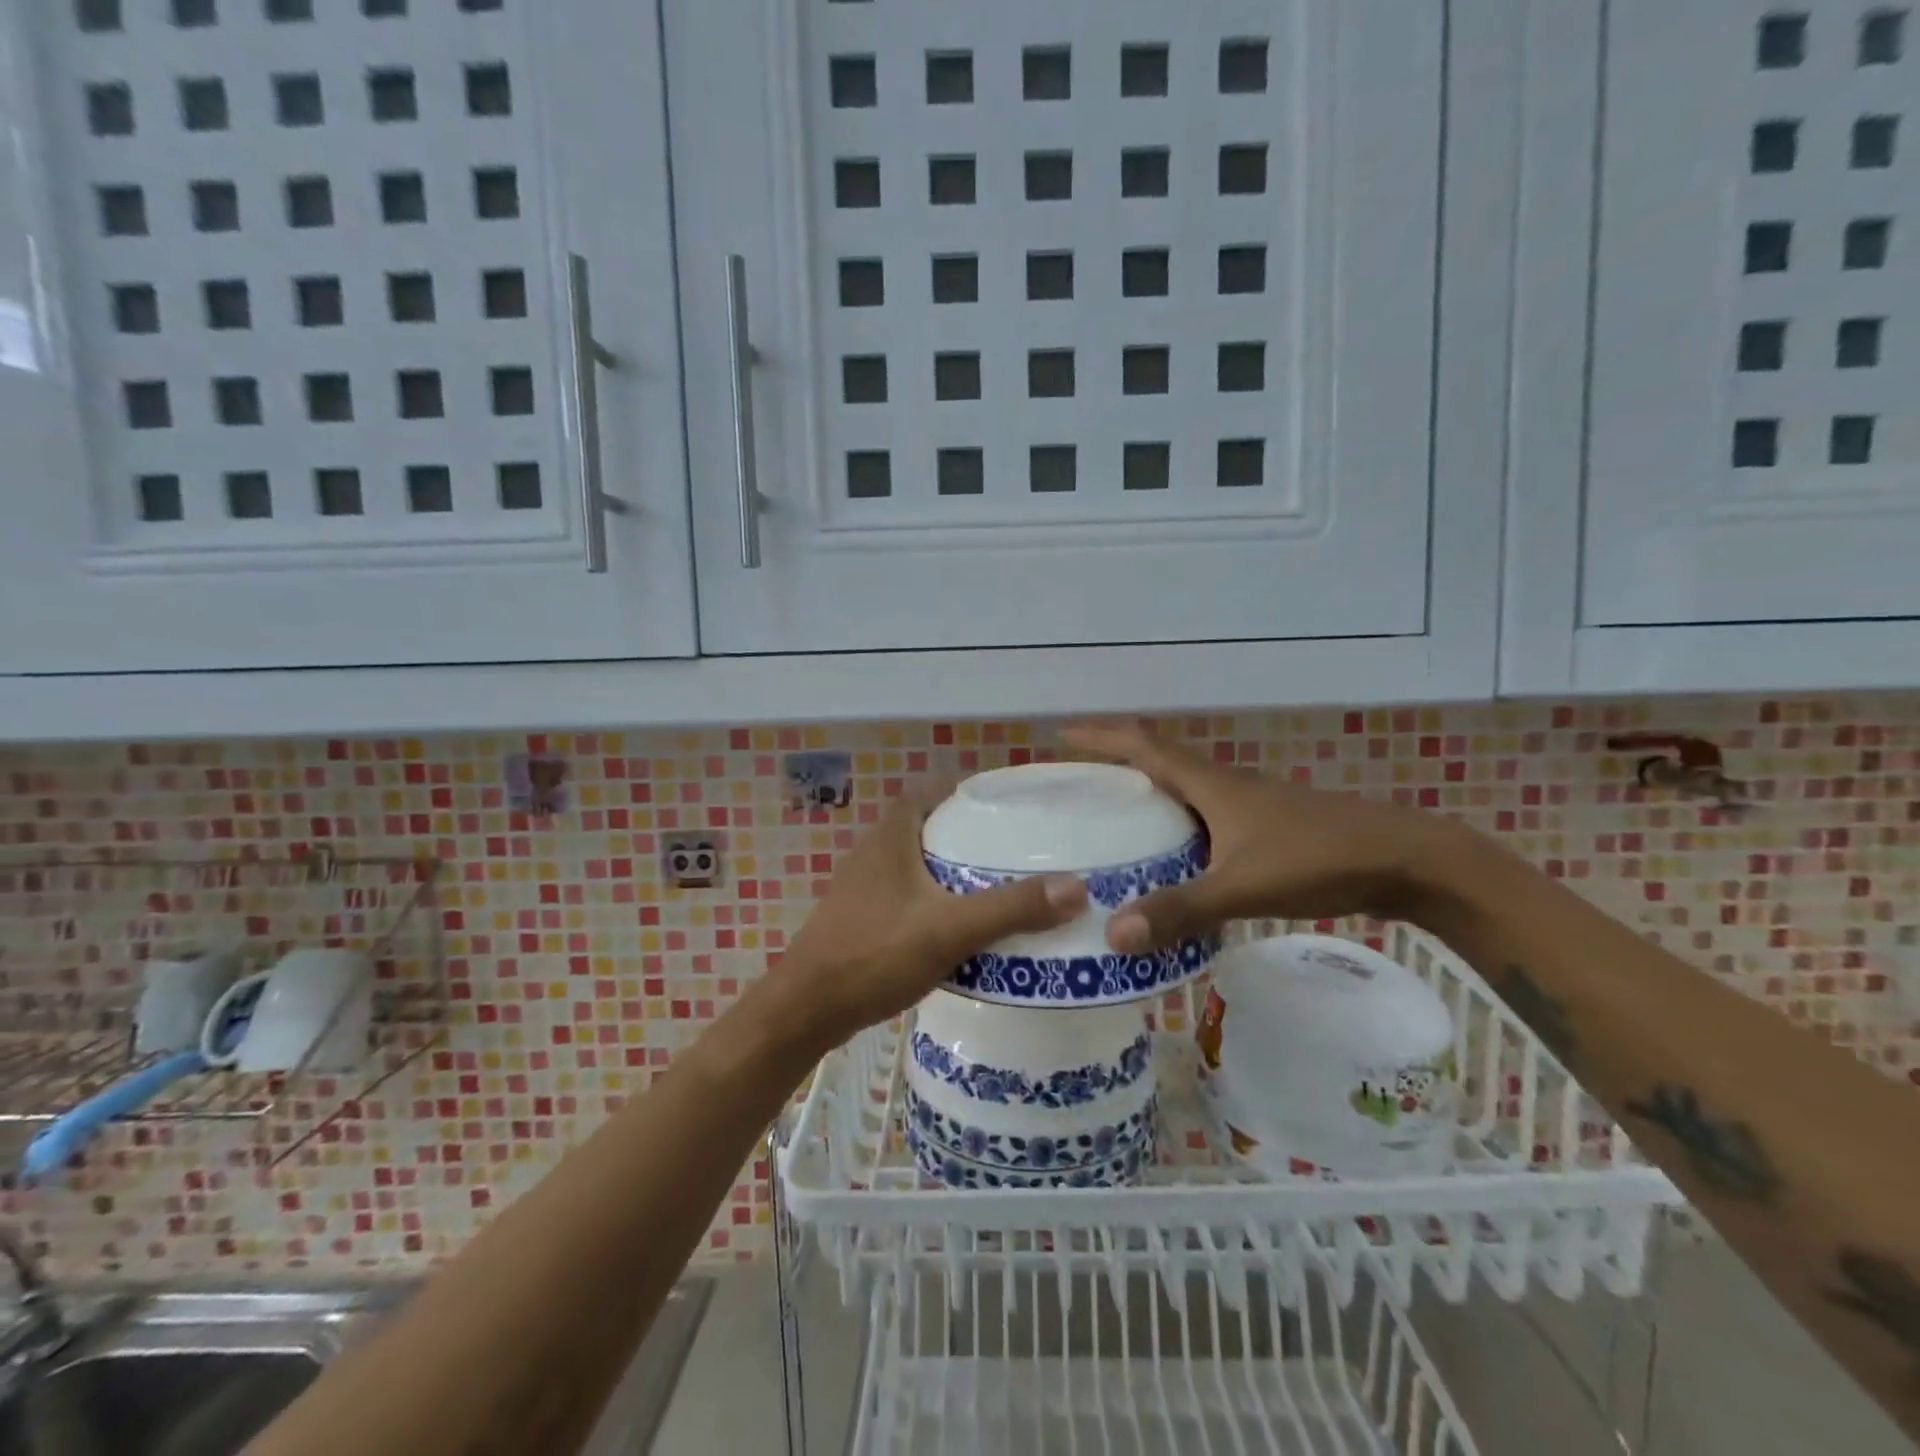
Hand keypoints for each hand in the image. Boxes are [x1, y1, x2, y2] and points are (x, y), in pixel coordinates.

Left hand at [776, 788, 1085, 1044]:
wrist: (806, 1010)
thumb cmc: (874, 954)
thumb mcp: (949, 929)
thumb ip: (1010, 908)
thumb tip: (1076, 887)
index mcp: (892, 836)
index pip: (930, 790)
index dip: (965, 790)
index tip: (1007, 803)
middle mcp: (875, 853)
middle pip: (928, 827)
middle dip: (968, 834)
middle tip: (1015, 849)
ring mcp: (864, 888)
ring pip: (918, 865)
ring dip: (952, 871)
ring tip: (998, 886)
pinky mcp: (862, 920)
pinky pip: (909, 897)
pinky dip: (936, 902)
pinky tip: (961, 928)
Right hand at [1063, 722, 1470, 950]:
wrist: (1406, 860)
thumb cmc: (1319, 857)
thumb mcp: (1242, 885)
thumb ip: (1180, 909)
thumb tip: (1113, 934)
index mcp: (1211, 784)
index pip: (1143, 746)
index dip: (1100, 736)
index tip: (1060, 734)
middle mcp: (1225, 787)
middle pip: (1160, 764)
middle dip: (1115, 767)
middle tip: (1076, 790)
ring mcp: (1250, 808)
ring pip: (1185, 794)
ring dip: (1149, 799)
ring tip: (1112, 825)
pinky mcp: (1268, 831)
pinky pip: (1207, 821)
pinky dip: (1179, 830)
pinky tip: (1173, 863)